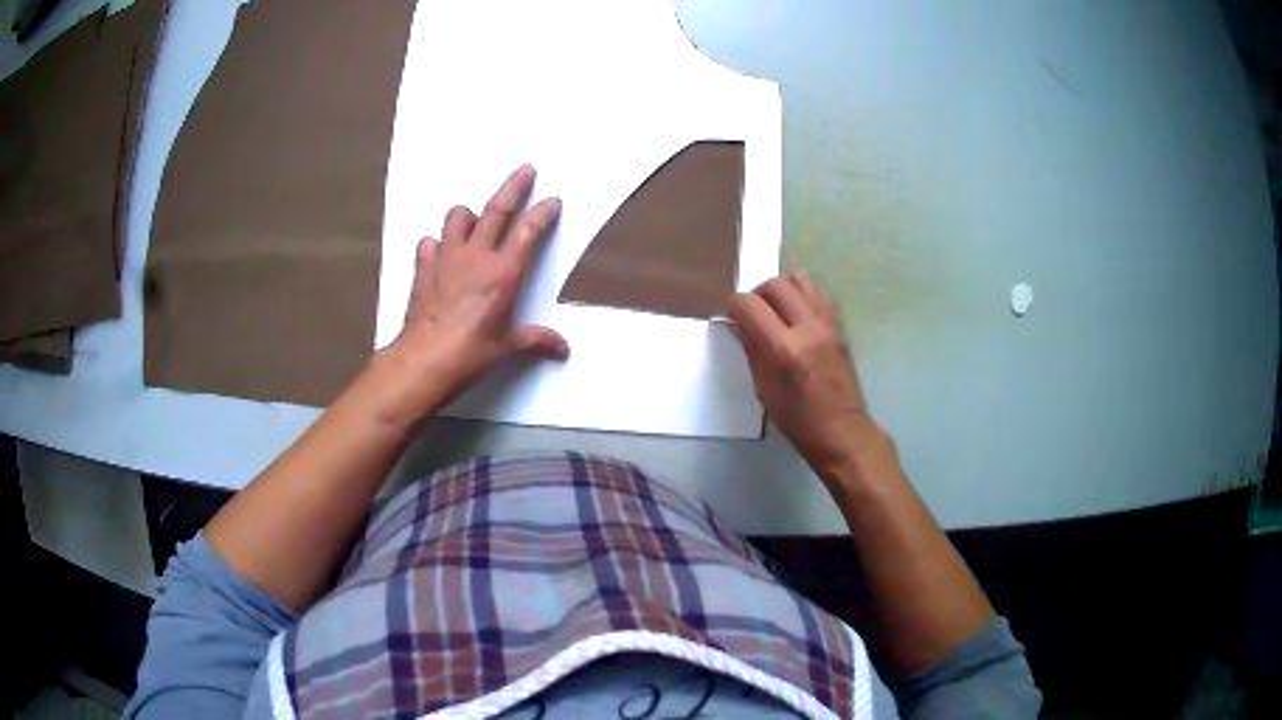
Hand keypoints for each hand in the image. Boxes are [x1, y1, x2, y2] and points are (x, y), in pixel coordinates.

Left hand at [389, 164, 568, 403]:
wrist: (423, 360)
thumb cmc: (469, 354)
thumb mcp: (507, 348)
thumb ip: (536, 340)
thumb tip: (562, 348)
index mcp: (503, 274)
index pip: (528, 232)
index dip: (543, 213)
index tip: (552, 201)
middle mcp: (476, 257)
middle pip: (496, 210)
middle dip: (514, 187)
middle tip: (526, 169)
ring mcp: (446, 259)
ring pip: (458, 217)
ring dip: (469, 215)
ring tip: (476, 221)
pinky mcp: (424, 268)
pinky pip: (429, 243)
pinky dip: (437, 244)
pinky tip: (441, 253)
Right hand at [728, 271, 879, 474]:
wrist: (843, 431)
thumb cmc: (798, 420)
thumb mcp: (764, 390)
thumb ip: (751, 350)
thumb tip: (738, 325)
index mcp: (784, 349)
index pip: (750, 305)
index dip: (734, 306)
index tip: (731, 316)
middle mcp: (808, 327)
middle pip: (775, 285)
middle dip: (756, 294)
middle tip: (751, 313)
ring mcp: (828, 323)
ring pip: (799, 279)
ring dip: (780, 288)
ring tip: (774, 308)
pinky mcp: (840, 324)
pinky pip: (817, 291)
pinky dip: (801, 293)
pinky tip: (796, 313)